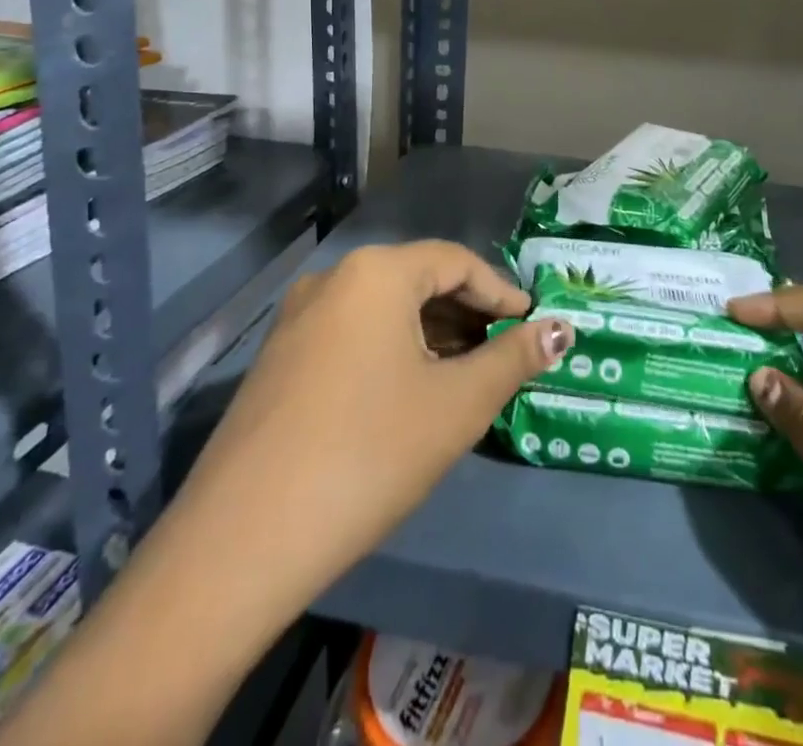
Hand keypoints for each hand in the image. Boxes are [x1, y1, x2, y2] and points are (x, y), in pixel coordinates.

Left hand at [0, 245, 569, 745]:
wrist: (241, 541)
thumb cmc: (368, 453)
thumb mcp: (456, 405)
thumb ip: (514, 358)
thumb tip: (561, 329)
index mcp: (376, 273)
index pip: (456, 261)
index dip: (501, 291)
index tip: (532, 325)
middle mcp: (333, 280)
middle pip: (417, 281)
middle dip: (466, 315)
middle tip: (503, 353)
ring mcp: (297, 319)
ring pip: (383, 311)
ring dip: (430, 336)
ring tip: (463, 377)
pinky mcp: (278, 360)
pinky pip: (351, 336)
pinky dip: (391, 353)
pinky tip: (408, 395)